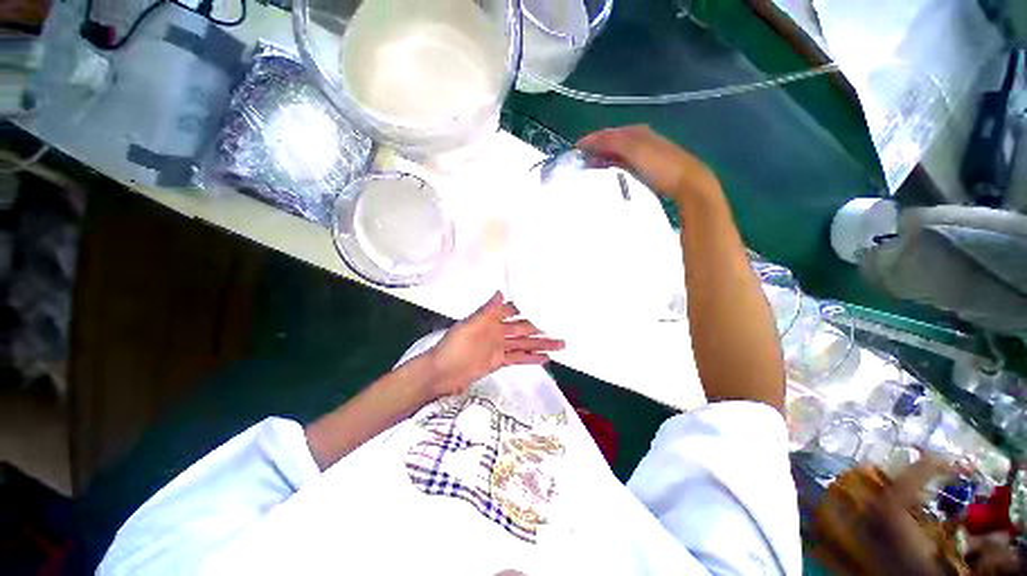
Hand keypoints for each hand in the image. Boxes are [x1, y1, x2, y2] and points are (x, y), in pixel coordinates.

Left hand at [426, 292, 563, 397]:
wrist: (441, 373)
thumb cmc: (453, 346)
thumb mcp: (469, 326)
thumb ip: (486, 311)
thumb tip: (500, 291)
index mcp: (491, 319)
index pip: (514, 310)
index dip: (529, 307)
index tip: (546, 304)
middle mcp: (498, 331)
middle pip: (524, 328)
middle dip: (542, 327)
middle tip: (561, 326)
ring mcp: (499, 347)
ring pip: (524, 343)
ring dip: (541, 344)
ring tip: (560, 344)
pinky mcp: (499, 361)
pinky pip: (518, 358)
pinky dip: (531, 358)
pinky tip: (545, 359)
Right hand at [577, 125, 720, 202]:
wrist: (688, 182)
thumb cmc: (660, 165)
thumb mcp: (635, 150)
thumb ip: (613, 142)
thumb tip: (590, 141)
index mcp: (636, 132)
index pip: (608, 133)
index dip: (592, 140)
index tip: (575, 150)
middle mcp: (640, 138)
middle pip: (612, 141)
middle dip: (596, 148)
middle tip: (580, 161)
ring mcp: (645, 153)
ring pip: (618, 152)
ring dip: (603, 157)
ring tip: (590, 167)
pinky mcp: (648, 166)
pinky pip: (624, 161)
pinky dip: (613, 164)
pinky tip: (609, 171)